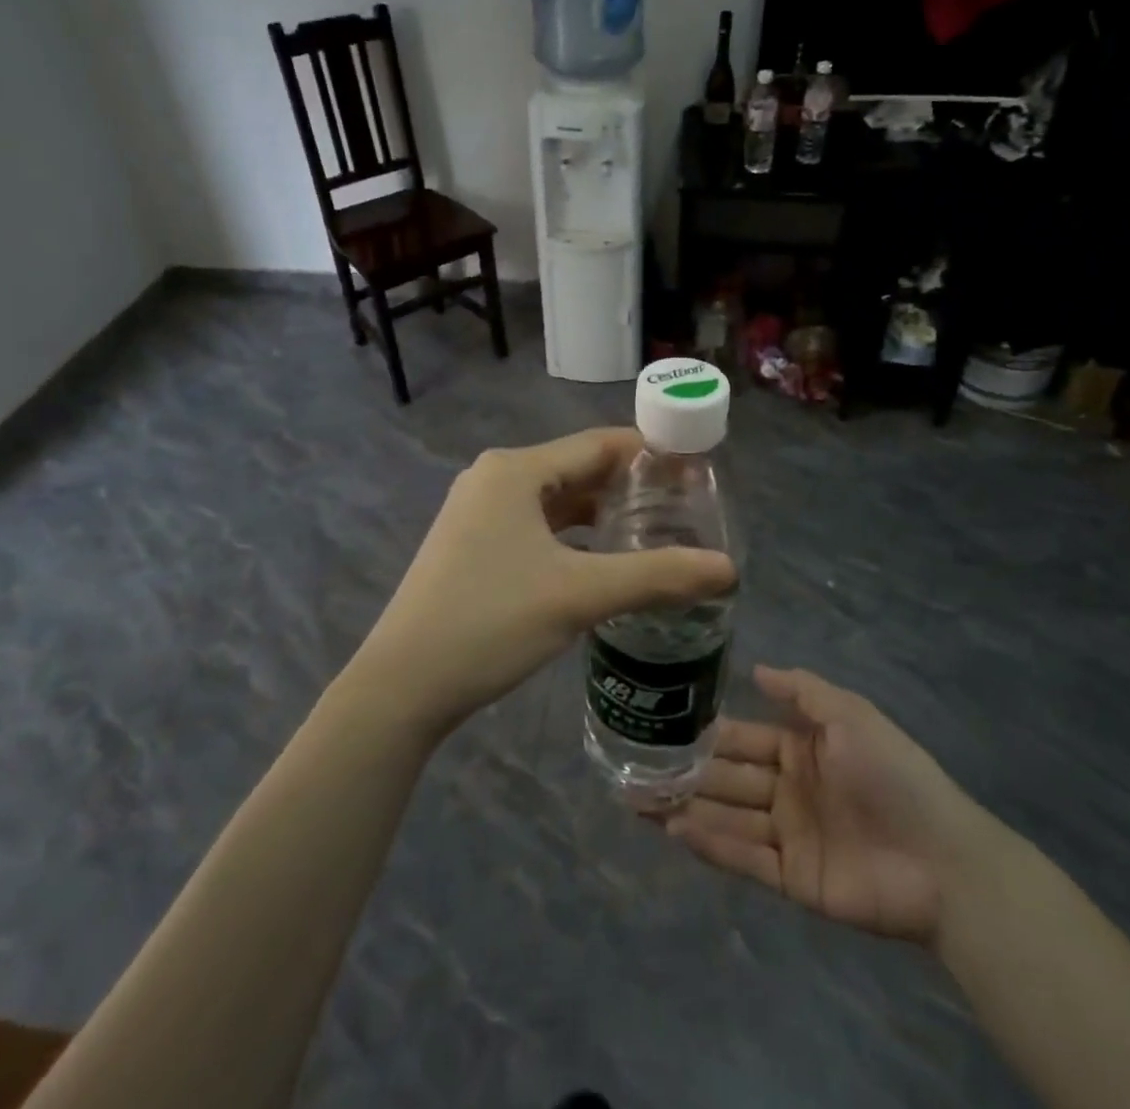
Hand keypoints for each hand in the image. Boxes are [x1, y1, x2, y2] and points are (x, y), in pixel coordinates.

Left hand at [349, 429, 736, 737]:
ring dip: (601, 514)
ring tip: (653, 534)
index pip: (599, 444)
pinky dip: (572, 536)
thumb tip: (727, 568)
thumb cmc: (490, 621)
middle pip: (578, 469)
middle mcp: (494, 478)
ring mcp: (478, 512)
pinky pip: (536, 526)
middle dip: (630, 488)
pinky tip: (601, 561)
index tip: (696, 475)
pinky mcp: (473, 544)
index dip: (651, 455)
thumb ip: (657, 576)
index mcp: (515, 469)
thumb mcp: (579, 595)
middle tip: (684, 511)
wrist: (402, 684)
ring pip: (556, 501)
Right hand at [665, 665, 1002, 943]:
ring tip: (637, 798)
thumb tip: (755, 668)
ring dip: (685, 806)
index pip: (743, 737)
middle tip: (634, 765)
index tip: (663, 724)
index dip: (706, 732)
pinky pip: (744, 857)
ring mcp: (788, 835)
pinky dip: (710, 843)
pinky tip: (674, 828)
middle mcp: (788, 789)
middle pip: (727, 777)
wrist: (942, 860)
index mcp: (801, 750)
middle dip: (685, 771)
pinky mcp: (792, 878)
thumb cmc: (893, 774)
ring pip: (727, 816)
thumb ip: (803, 691)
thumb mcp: (850, 715)